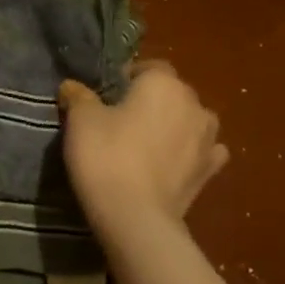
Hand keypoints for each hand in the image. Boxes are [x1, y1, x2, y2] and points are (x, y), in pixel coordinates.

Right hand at [58, 60, 228, 233]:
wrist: (135, 216)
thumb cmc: (106, 156)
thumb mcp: (80, 120)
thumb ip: (78, 96)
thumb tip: (73, 86)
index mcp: (164, 83)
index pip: (148, 67)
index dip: (126, 79)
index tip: (105, 96)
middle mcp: (194, 104)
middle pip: (171, 93)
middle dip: (150, 102)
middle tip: (120, 121)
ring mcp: (209, 138)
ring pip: (190, 121)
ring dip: (174, 126)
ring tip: (146, 145)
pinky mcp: (211, 171)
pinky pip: (203, 152)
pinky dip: (189, 153)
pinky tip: (172, 164)